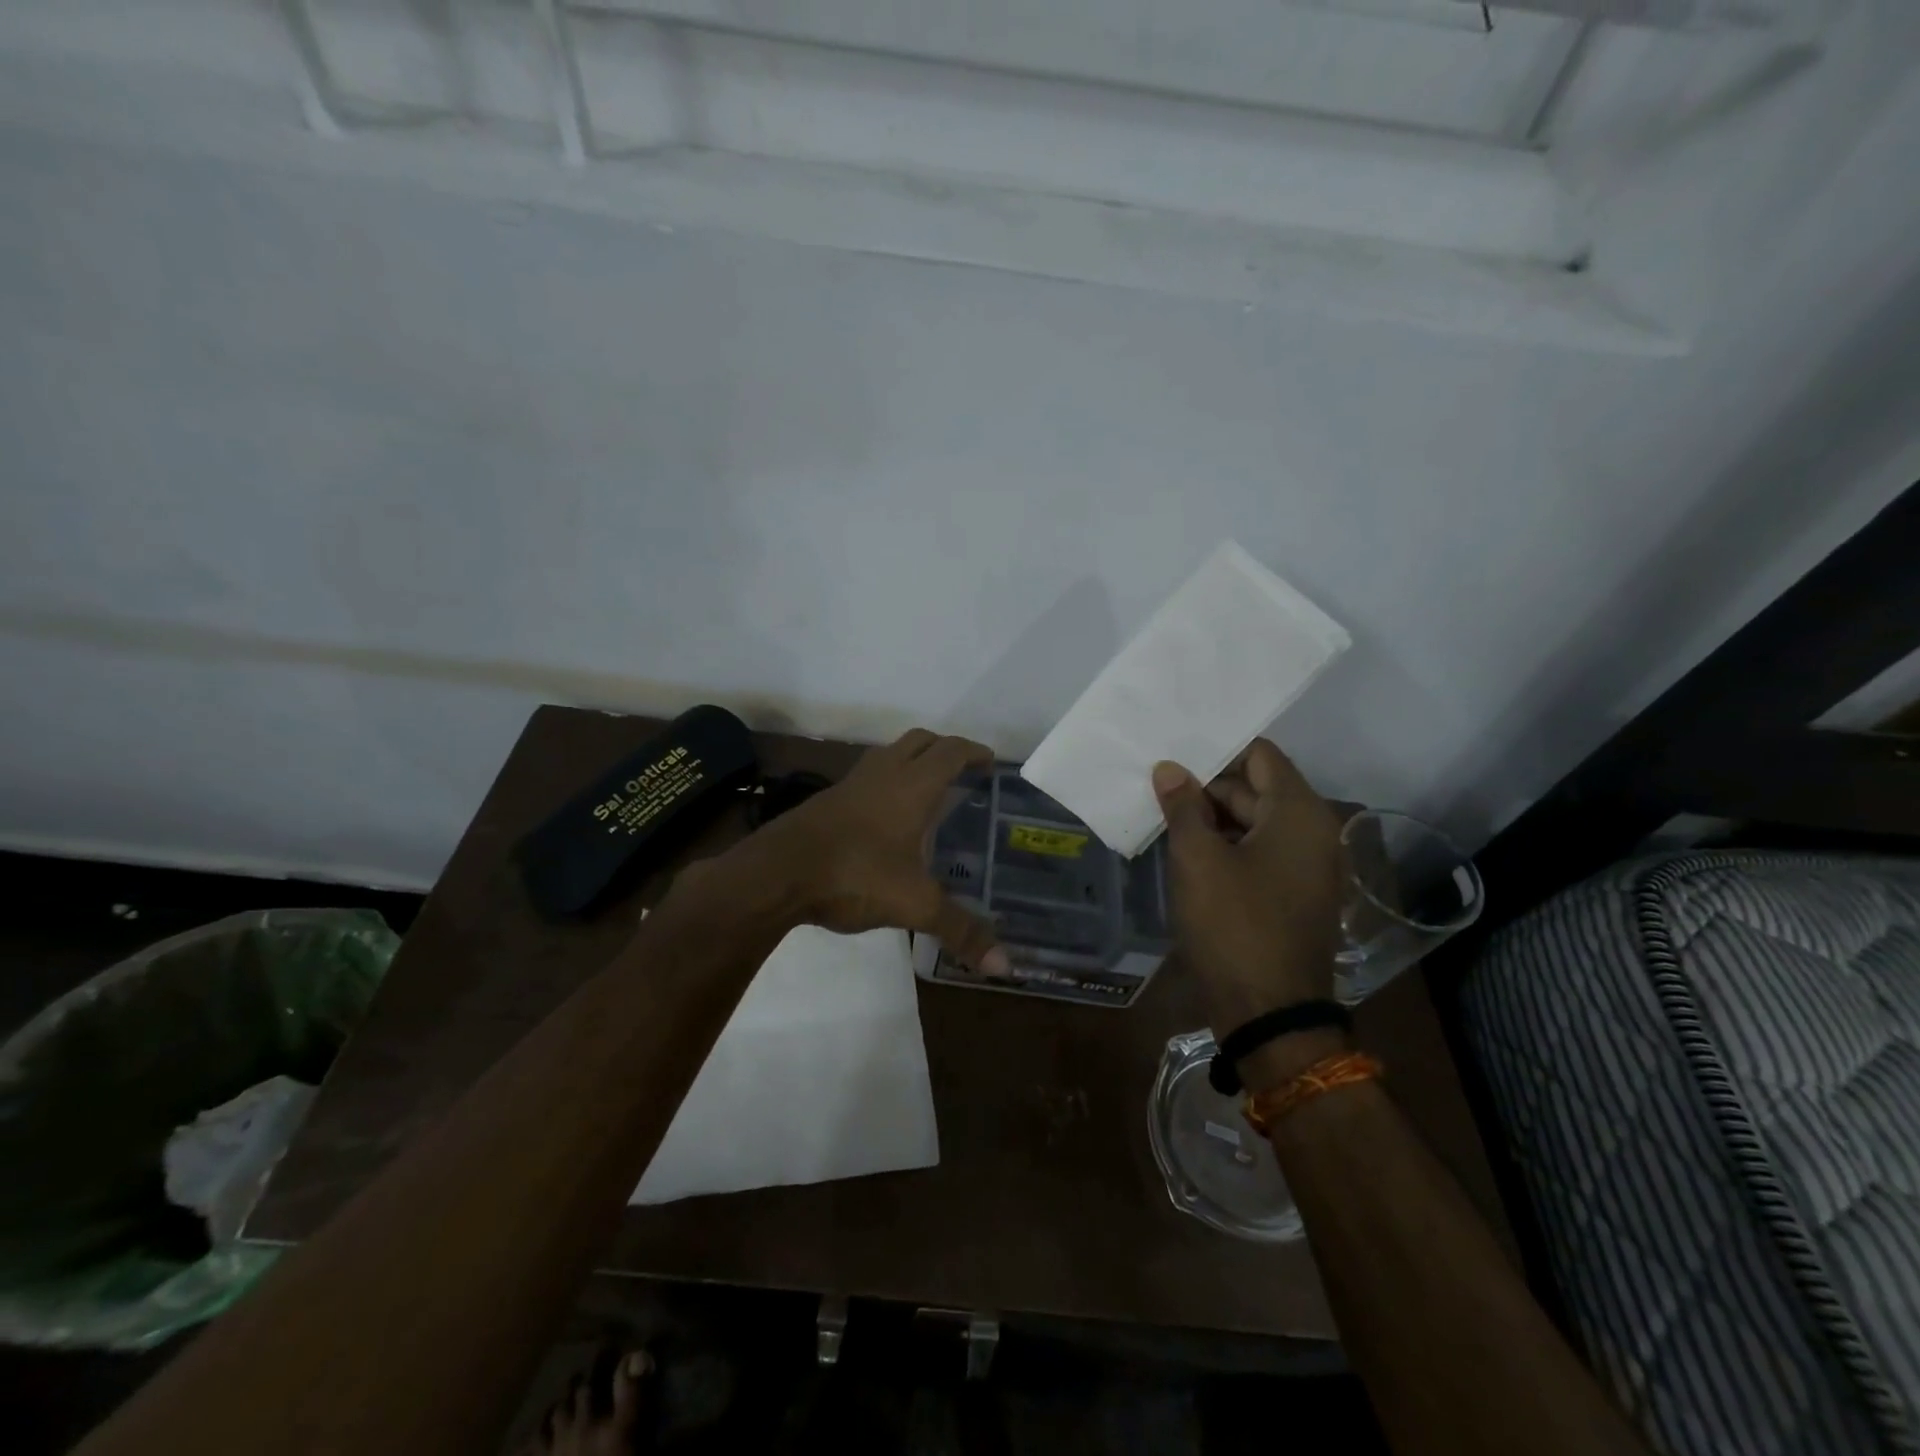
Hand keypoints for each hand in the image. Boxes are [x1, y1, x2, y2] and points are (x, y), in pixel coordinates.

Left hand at [729, 729, 1008, 972]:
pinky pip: (866, 778)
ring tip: (928, 793)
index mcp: (912, 786)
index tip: (990, 762)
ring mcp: (850, 785)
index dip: (973, 752)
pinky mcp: (826, 801)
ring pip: (888, 755)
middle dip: (944, 749)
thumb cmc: (855, 875)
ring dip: (911, 762)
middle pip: (919, 741)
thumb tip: (1004, 965)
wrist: (776, 873)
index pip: (950, 751)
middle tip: (963, 772)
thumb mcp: (914, 904)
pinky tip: (886, 820)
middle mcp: (882, 774)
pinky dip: (885, 784)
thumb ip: (960, 930)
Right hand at [1153, 741, 1346, 1048]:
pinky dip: (1224, 845)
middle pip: (1255, 788)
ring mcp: (1304, 865)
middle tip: (1156, 784)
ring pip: (1253, 821)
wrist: (1270, 1013)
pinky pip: (1256, 851)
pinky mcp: (1291, 892)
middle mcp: (1312, 831)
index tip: (1175, 749)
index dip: (1217, 750)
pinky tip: (1184, 848)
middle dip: (1206, 786)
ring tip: (1162, 814)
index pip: (1260, 755)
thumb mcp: (1197, 860)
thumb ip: (1182, 807)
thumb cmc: (1233, 926)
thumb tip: (1170, 769)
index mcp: (1299, 813)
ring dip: (1211, 818)